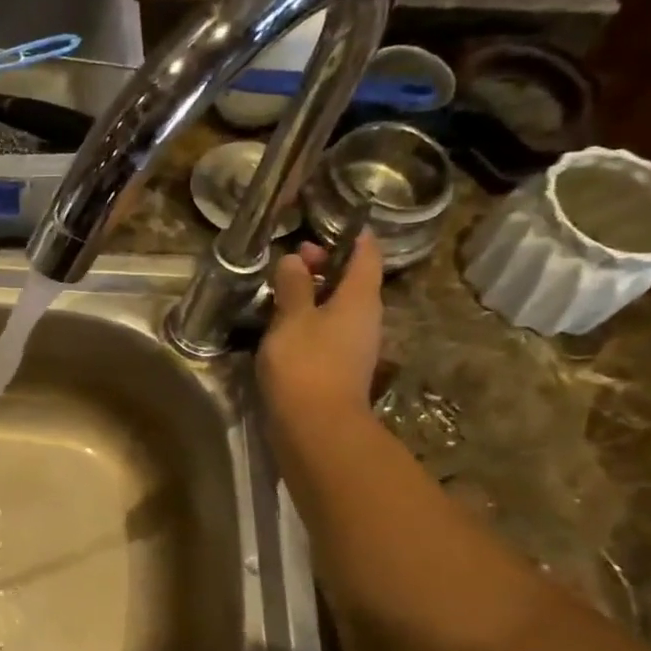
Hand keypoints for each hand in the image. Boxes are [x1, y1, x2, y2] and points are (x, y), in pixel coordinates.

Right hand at [258, 229, 383, 427]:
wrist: (317, 427)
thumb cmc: (306, 364)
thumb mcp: (292, 318)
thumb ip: (293, 286)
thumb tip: (296, 260)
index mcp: (360, 299)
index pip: (366, 256)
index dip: (355, 237)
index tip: (338, 223)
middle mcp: (366, 319)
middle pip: (353, 282)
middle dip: (326, 266)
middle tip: (295, 257)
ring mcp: (355, 346)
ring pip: (340, 307)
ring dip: (316, 294)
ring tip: (283, 289)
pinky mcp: (339, 367)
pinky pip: (329, 330)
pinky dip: (311, 319)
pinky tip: (285, 324)